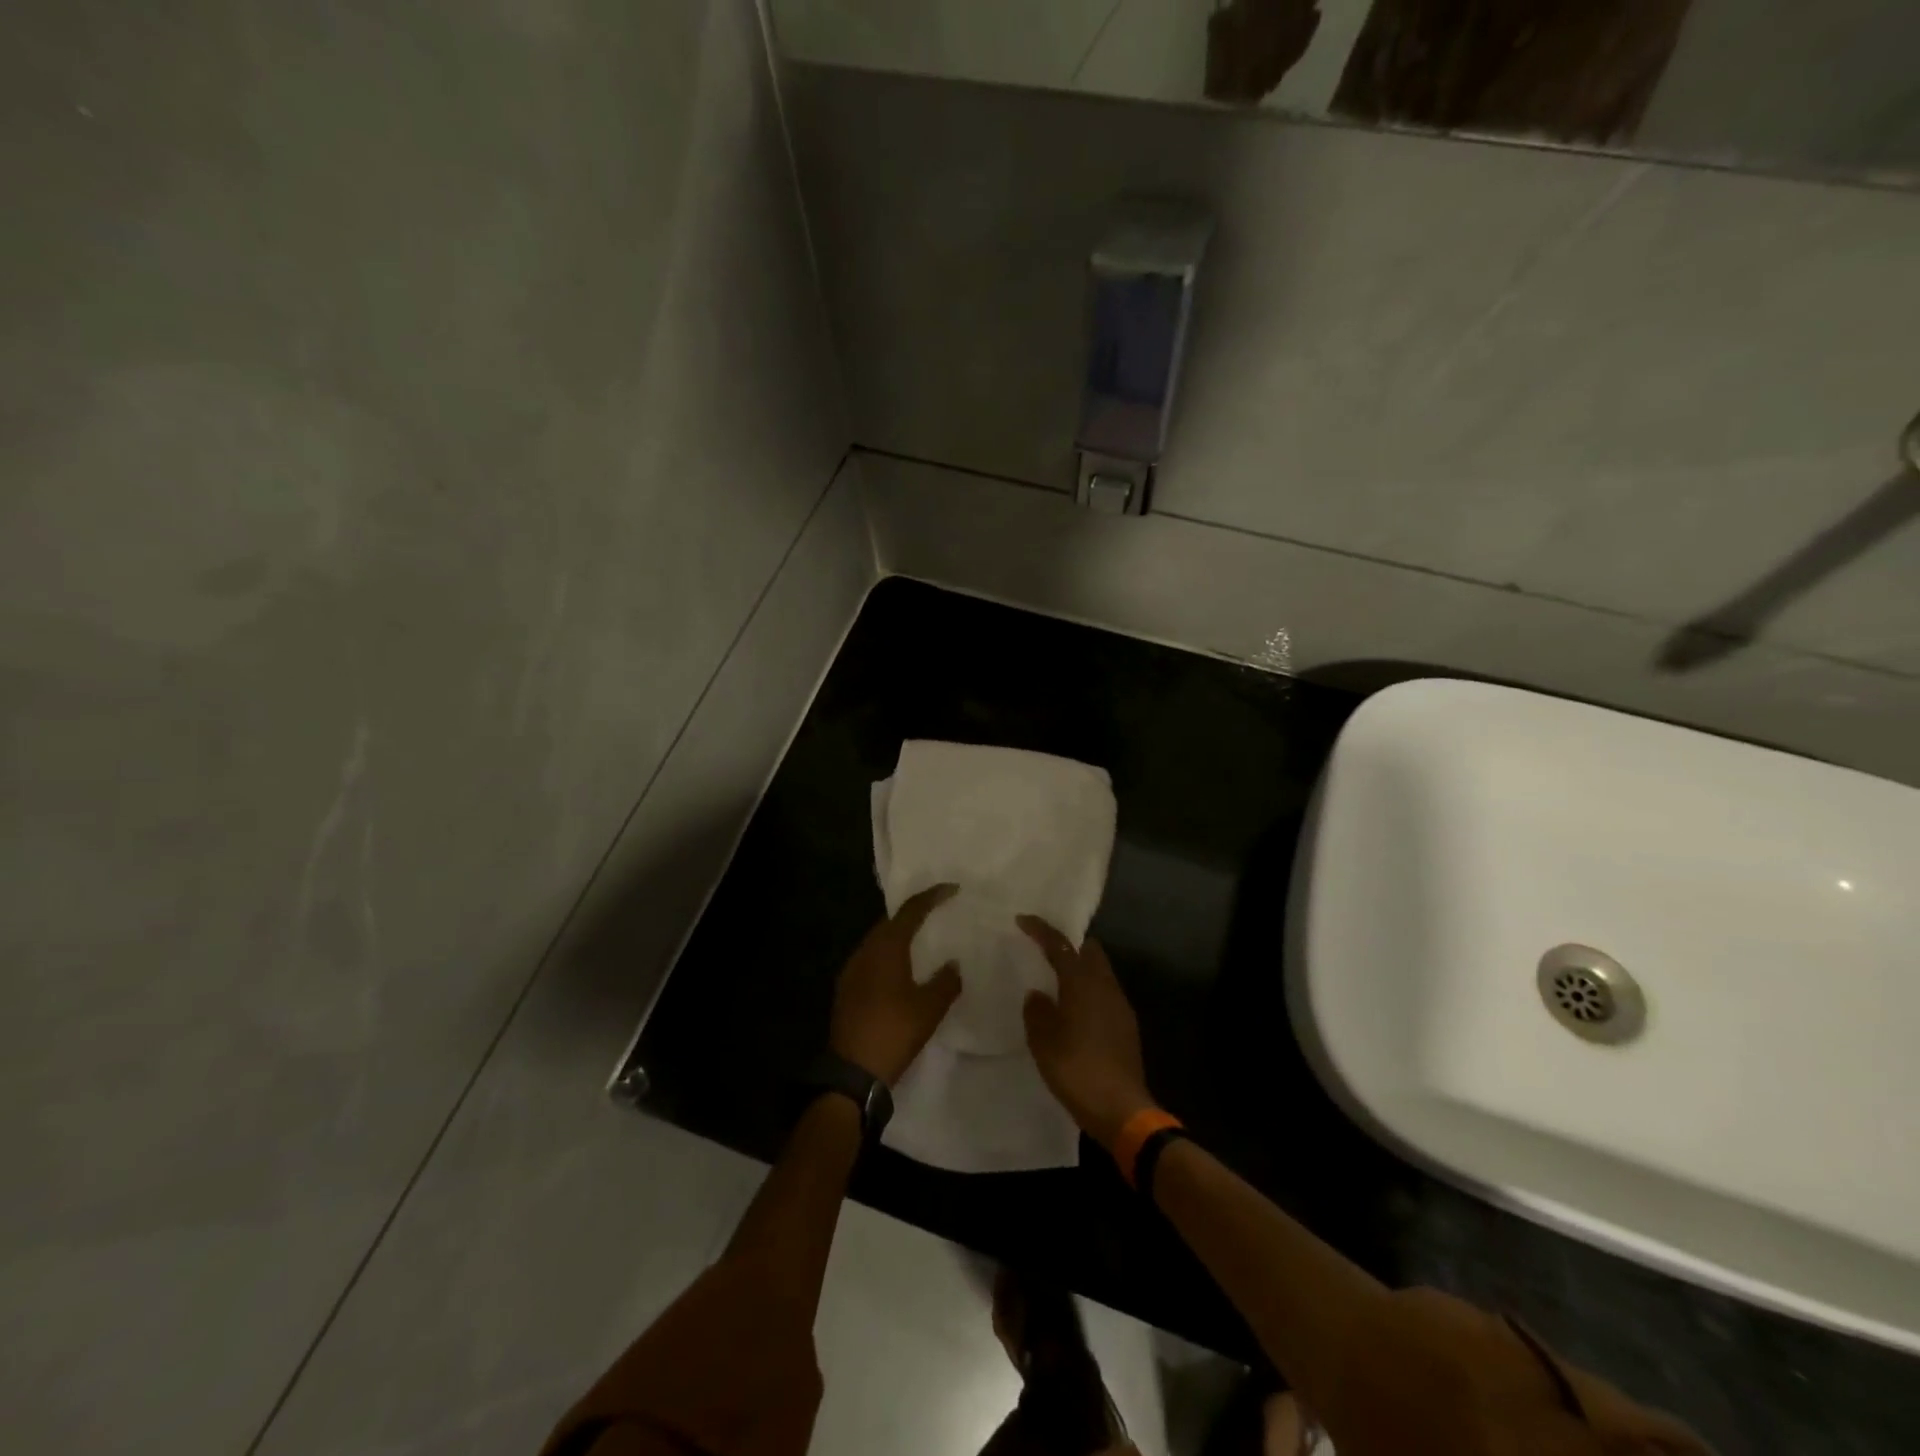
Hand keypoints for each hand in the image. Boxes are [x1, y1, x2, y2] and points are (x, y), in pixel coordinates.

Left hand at [830, 883, 962, 1086]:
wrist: (853, 1072)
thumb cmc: (894, 1032)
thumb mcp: (929, 1008)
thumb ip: (946, 981)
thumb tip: (954, 964)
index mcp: (886, 948)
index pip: (911, 911)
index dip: (932, 896)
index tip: (953, 889)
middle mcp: (865, 951)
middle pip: (891, 922)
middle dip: (913, 914)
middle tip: (937, 912)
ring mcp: (851, 970)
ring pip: (878, 941)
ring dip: (900, 935)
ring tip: (922, 940)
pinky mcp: (846, 989)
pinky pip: (871, 959)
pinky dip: (888, 955)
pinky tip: (901, 970)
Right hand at [1018, 917, 1155, 1151]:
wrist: (1122, 1110)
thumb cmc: (1077, 1070)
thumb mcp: (1044, 1042)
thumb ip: (1037, 1012)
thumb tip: (1038, 995)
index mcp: (1083, 984)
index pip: (1061, 945)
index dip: (1041, 930)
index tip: (1023, 920)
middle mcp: (1105, 986)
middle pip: (1089, 951)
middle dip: (1069, 945)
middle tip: (1045, 951)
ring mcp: (1120, 1006)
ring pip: (1099, 972)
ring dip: (1079, 970)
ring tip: (1056, 982)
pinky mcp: (1127, 1026)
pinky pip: (1104, 993)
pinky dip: (1088, 991)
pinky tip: (1074, 1011)